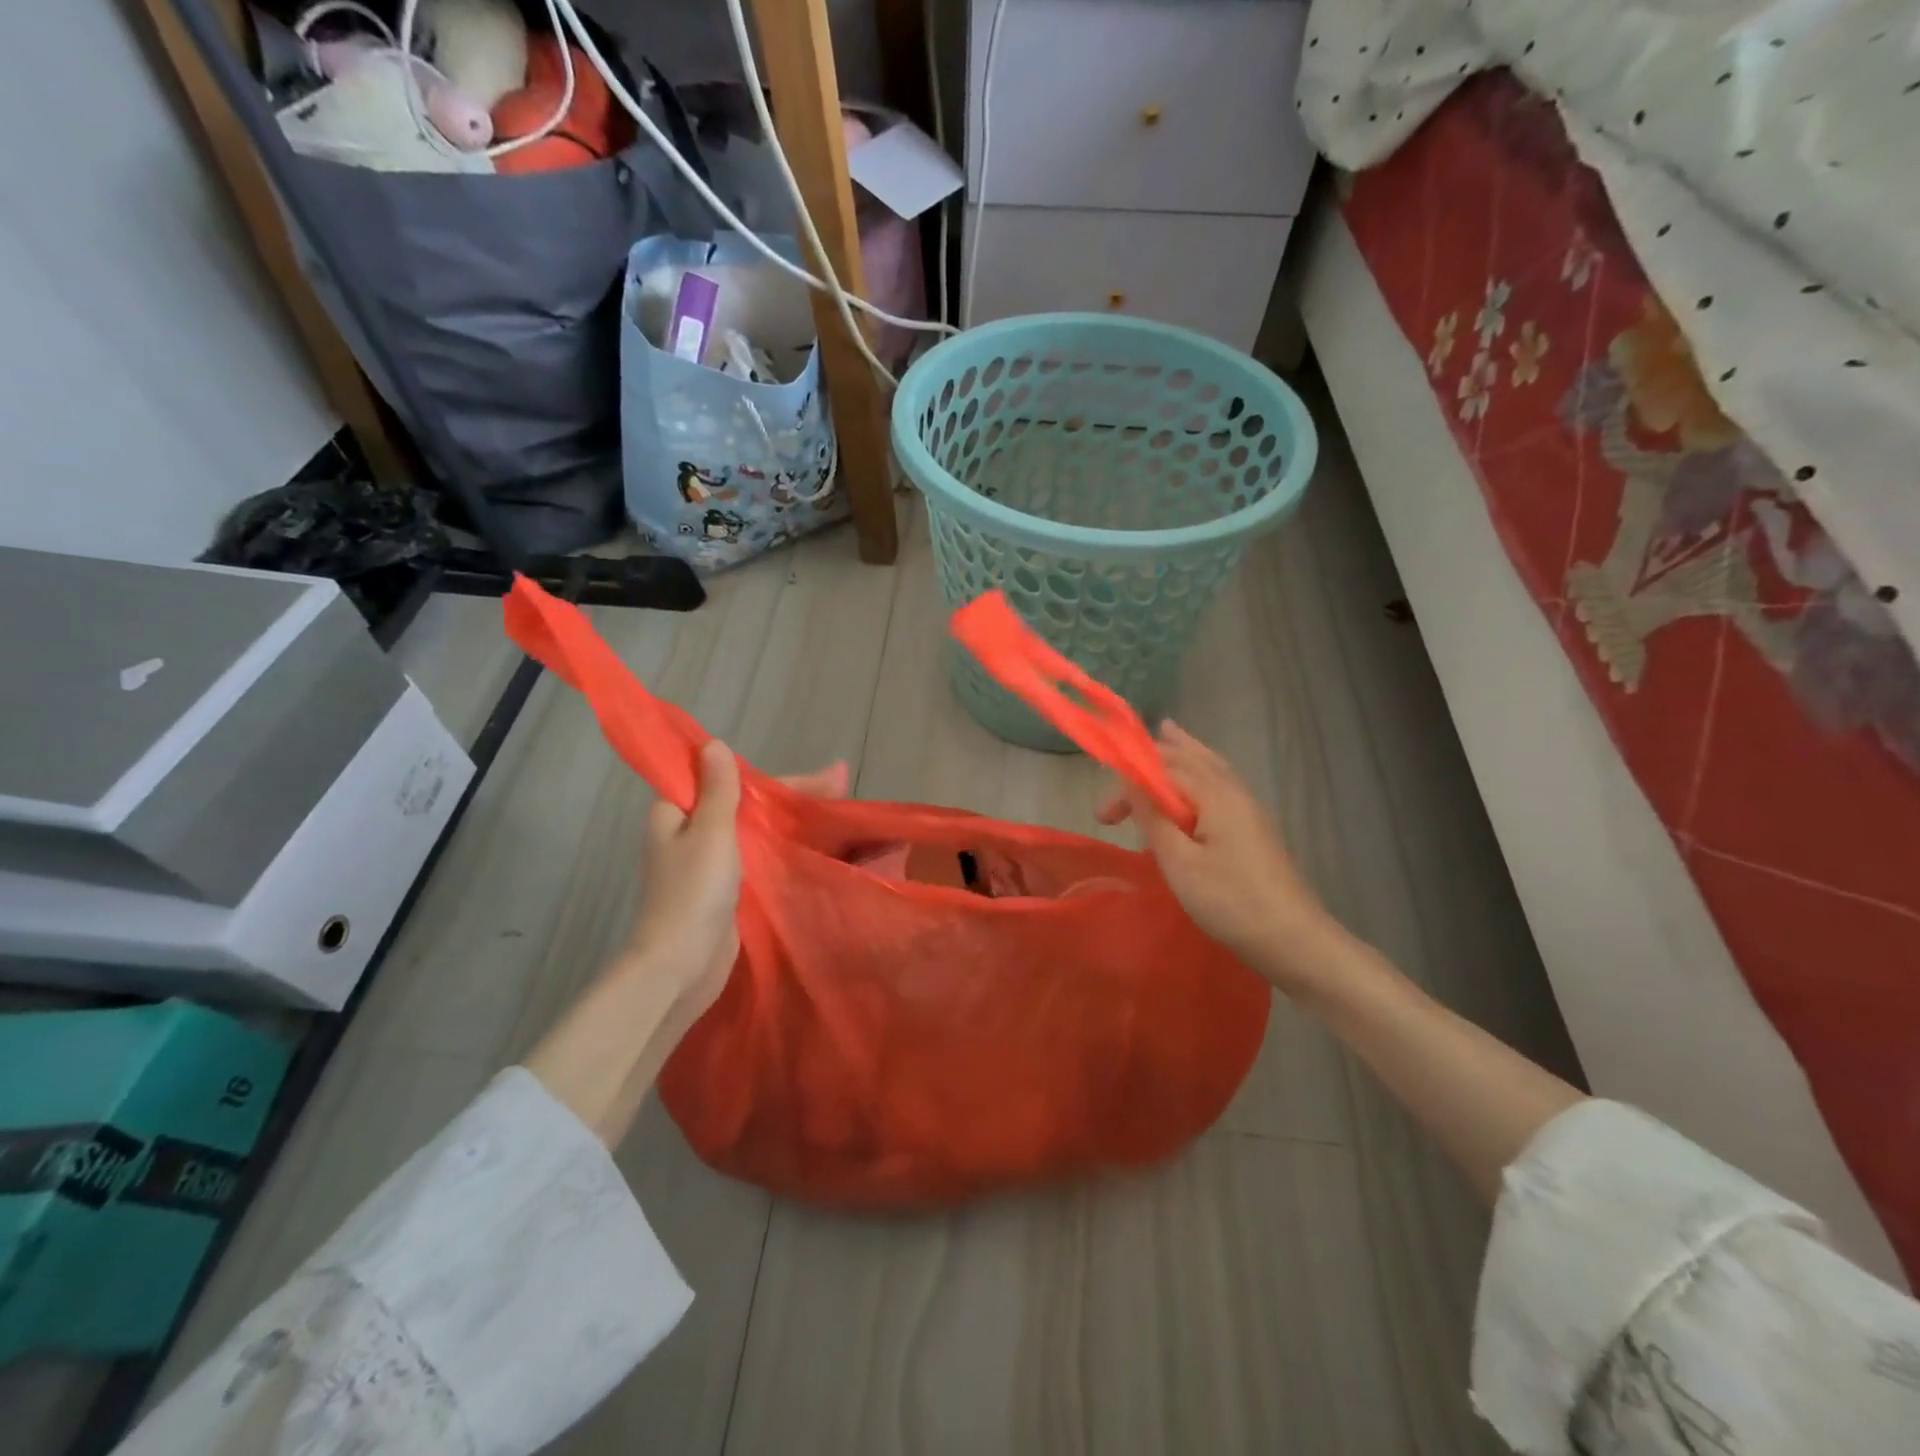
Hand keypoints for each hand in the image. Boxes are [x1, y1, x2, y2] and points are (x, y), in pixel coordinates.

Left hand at [621, 746, 850, 1022]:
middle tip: (841, 788)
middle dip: (792, 797)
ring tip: (839, 814)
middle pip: (746, 804)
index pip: (727, 779)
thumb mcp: (709, 831)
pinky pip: (757, 858)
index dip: (773, 776)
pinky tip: (815, 847)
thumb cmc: (693, 892)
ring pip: (755, 831)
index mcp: (676, 813)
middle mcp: (690, 833)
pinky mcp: (725, 890)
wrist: (680, 967)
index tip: (818, 777)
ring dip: (791, 821)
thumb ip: (718, 789)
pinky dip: (782, 848)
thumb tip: (713, 745)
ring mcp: (709, 864)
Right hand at [1098, 721, 1334, 990]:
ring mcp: (1249, 808)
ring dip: (1183, 754)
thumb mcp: (1179, 863)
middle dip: (1154, 760)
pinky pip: (1221, 782)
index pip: (1165, 767)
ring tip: (1168, 732)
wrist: (1292, 939)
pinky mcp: (1254, 826)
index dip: (1129, 780)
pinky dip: (1201, 769)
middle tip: (1121, 769)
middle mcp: (1234, 791)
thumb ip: (1154, 818)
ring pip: (1211, 766)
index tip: (1103, 816)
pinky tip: (1199, 777)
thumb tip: (1131, 781)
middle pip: (1191, 758)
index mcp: (1216, 795)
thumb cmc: (1230, 902)